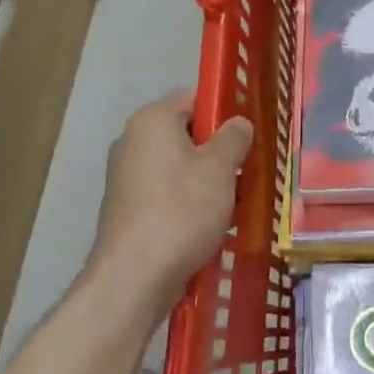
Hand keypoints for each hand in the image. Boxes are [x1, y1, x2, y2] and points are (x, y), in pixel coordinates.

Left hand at [87, 90, 253, 321]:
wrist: (134, 276)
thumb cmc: (182, 210)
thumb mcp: (220, 168)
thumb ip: (234, 137)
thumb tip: (238, 124)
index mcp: (152, 120)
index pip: (194, 97)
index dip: (224, 110)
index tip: (247, 135)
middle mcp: (132, 141)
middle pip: (186, 132)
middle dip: (218, 149)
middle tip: (246, 169)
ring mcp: (126, 176)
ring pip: (179, 165)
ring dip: (207, 179)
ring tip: (234, 201)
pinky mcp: (127, 208)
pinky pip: (167, 191)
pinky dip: (189, 201)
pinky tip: (210, 224)